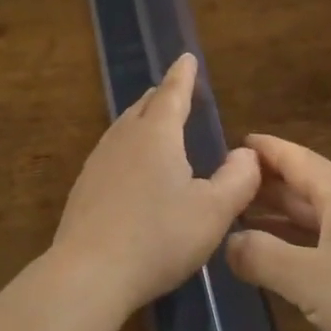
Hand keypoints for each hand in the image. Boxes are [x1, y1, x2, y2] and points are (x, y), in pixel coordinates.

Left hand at [52, 54, 261, 317]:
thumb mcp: (213, 212)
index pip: (172, 93)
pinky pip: (111, 152)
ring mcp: (98, 162)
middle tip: (175, 91)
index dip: (183, 75)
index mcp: (156, 134)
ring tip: (153, 123)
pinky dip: (128, 147)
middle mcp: (123, 139)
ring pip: (123, 128)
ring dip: (141, 119)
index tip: (186, 57)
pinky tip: (131, 168)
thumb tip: (246, 154)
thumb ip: (238, 179)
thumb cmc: (159, 237)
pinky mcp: (84, 188)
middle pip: (143, 106)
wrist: (89, 273)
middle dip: (162, 96)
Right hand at [227, 134, 330, 330]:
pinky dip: (302, 252)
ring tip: (243, 227)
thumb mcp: (309, 278)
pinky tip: (285, 269)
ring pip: (318, 223)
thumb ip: (262, 257)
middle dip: (267, 189)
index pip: (296, 160)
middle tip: (225, 190)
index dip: (266, 150)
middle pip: (305, 190)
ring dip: (282, 223)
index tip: (236, 143)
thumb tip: (228, 242)